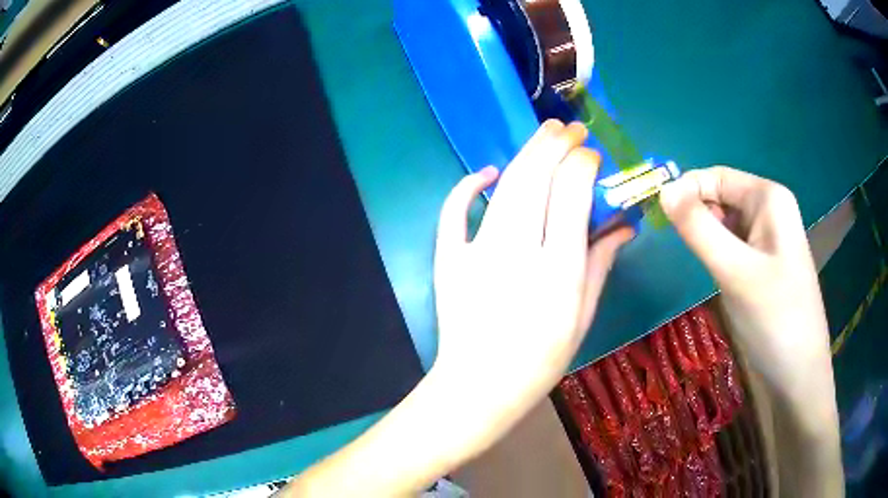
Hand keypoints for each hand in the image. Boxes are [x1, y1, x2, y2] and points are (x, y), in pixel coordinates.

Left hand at [432, 120, 631, 447]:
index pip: (572, 195)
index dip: (582, 165)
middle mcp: (518, 253)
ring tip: (544, 132)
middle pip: (536, 179)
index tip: (590, 155)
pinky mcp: (449, 259)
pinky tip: (488, 172)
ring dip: (526, 153)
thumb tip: (624, 225)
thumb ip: (601, 263)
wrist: (479, 386)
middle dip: (554, 144)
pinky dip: (469, 185)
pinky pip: (454, 211)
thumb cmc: (540, 360)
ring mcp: (477, 253)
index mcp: (559, 271)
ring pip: (505, 186)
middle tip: (568, 128)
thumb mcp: (582, 315)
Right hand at [659, 166, 841, 496]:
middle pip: (721, 196)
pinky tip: (713, 273)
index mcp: (769, 198)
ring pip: (725, 223)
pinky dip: (716, 253)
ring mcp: (767, 239)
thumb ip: (699, 228)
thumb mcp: (735, 271)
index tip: (656, 216)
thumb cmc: (775, 319)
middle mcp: (770, 210)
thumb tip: (662, 190)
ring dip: (705, 236)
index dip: (685, 189)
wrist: (798, 375)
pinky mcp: (763, 264)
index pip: (716, 176)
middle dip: (695, 214)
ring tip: (695, 262)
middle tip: (673, 244)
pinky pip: (733, 245)